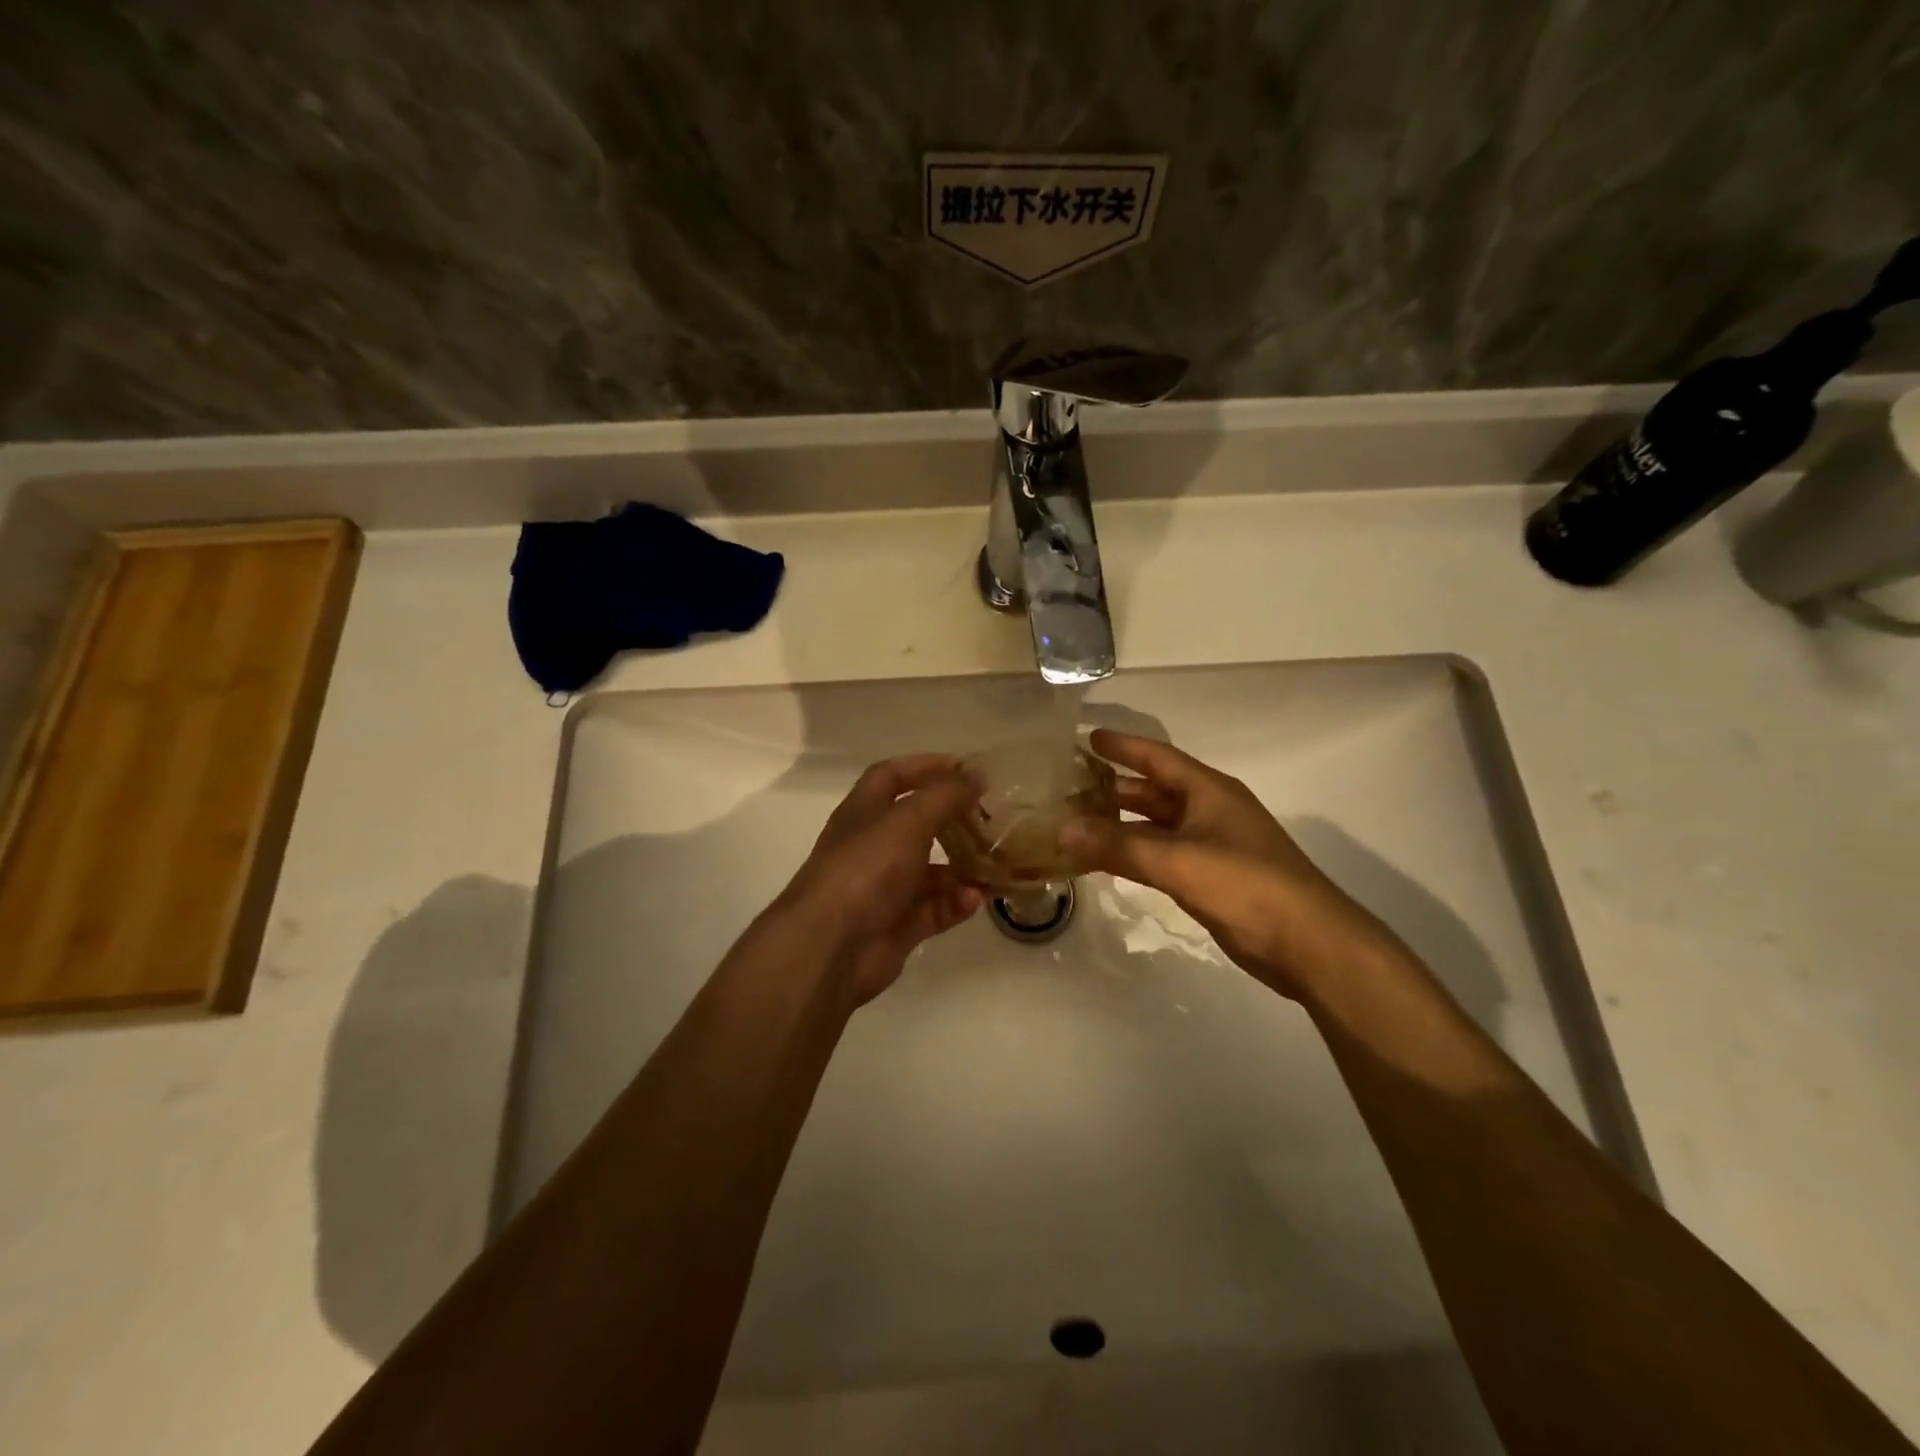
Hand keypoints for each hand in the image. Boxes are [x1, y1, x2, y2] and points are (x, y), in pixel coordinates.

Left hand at [771, 754, 983, 1005]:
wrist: (831, 946)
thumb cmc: (866, 868)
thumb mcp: (909, 820)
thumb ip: (945, 795)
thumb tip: (976, 775)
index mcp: (864, 812)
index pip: (892, 776)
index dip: (925, 767)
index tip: (965, 768)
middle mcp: (871, 846)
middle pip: (916, 824)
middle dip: (952, 820)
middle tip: (991, 818)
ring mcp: (883, 889)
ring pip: (930, 872)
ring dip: (962, 867)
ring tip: (994, 864)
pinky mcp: (896, 926)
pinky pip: (933, 909)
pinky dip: (955, 903)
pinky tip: (975, 899)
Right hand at [1060, 730, 1399, 997]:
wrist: (1307, 943)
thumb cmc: (1246, 885)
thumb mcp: (1178, 861)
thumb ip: (1119, 846)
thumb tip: (1061, 830)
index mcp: (1209, 791)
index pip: (1157, 758)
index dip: (1123, 746)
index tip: (1087, 737)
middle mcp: (1209, 811)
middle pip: (1154, 791)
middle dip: (1114, 787)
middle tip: (1068, 785)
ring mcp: (1212, 845)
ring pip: (1156, 826)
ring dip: (1121, 824)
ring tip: (1077, 821)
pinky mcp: (1211, 877)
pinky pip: (1162, 855)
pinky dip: (1134, 853)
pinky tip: (1107, 860)